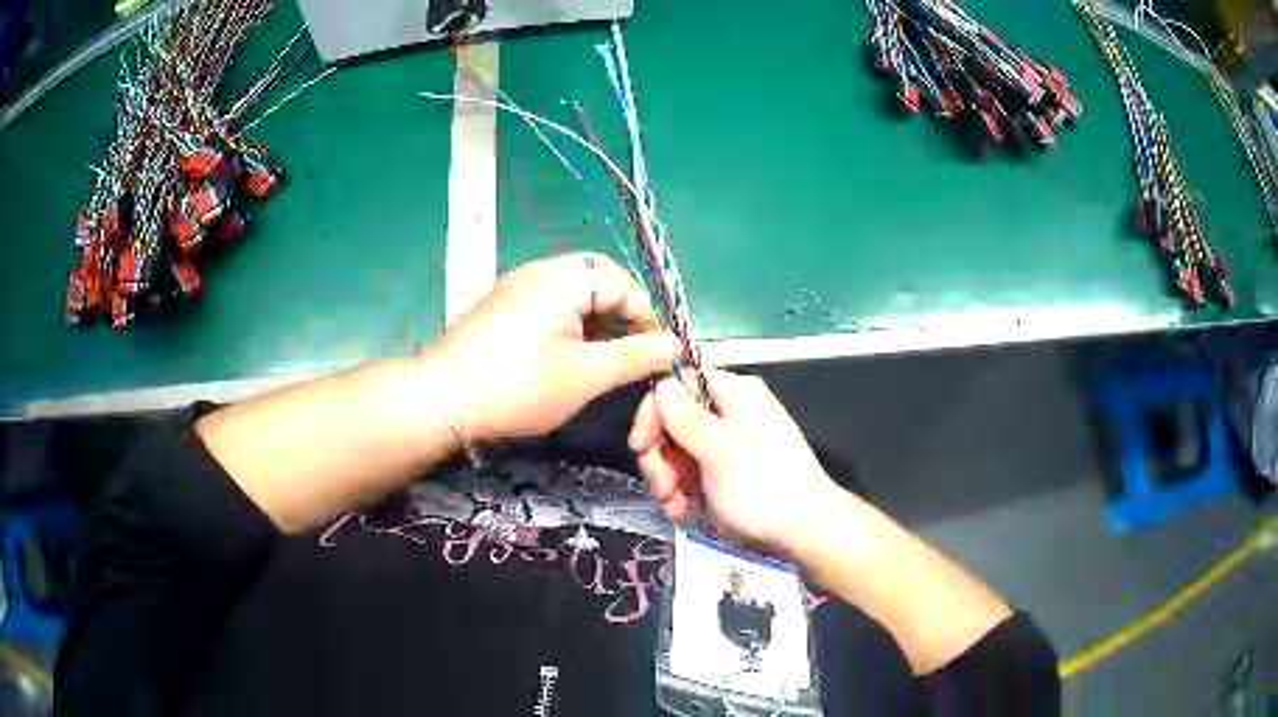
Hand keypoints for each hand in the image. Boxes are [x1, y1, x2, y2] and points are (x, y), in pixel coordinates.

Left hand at [425, 252, 678, 441]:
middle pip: (598, 283)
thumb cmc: (519, 386)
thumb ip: (635, 356)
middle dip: (622, 318)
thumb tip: (675, 344)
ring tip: (605, 362)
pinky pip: (549, 306)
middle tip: (633, 356)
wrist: (441, 399)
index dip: (647, 318)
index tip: (656, 356)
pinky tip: (569, 359)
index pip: (624, 283)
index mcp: (565, 277)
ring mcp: (517, 287)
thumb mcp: (586, 375)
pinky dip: (570, 328)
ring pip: (573, 296)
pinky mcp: (502, 307)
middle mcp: (541, 271)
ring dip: (596, 324)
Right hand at [628, 370, 840, 557]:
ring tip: (676, 507)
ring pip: (678, 452)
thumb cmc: (764, 488)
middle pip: (673, 421)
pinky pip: (692, 476)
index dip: (654, 412)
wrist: (805, 534)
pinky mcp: (727, 475)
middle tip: (663, 488)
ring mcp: (729, 446)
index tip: (640, 447)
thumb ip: (686, 417)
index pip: (678, 383)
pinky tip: (688, 514)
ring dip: (669, 481)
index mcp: (734, 394)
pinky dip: (684, 494)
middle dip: (661, 456)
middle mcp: (730, 413)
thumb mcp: (720, 451)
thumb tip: (662, 384)